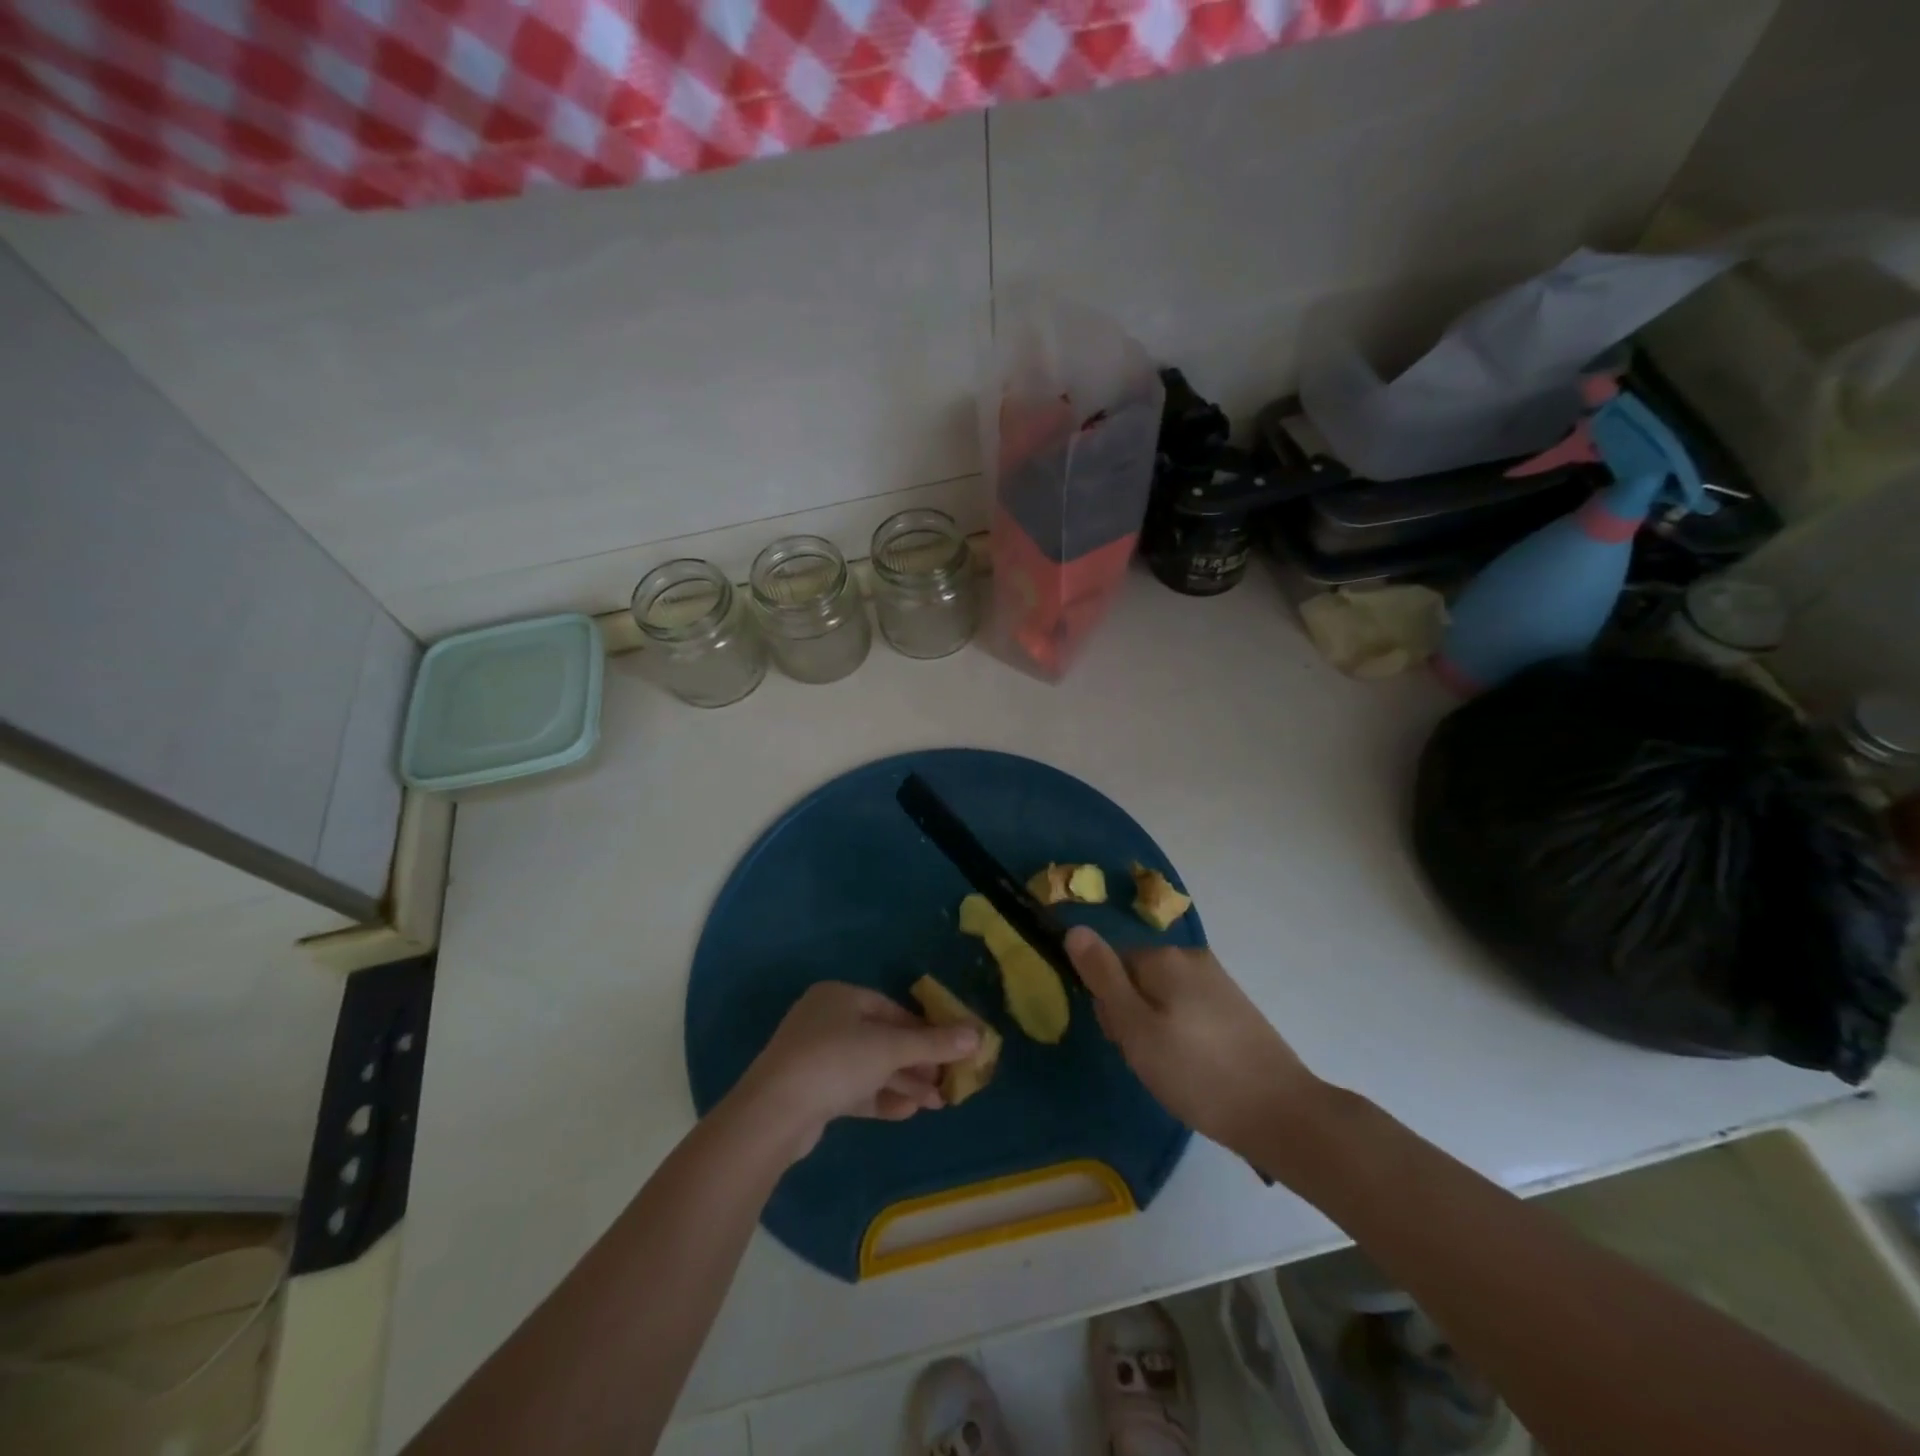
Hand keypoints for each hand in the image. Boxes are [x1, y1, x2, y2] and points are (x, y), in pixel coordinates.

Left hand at [730, 982, 980, 1159]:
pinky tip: (907, 1112)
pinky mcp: (811, 1092)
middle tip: (947, 1083)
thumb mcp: (890, 1048)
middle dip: (917, 1062)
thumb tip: (977, 1034)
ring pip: (870, 1067)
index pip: (892, 1010)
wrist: (773, 1113)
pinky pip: (854, 1090)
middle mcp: (826, 1020)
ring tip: (936, 1104)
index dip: (925, 1030)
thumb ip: (934, 1042)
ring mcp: (816, 1057)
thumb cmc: (835, 1062)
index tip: (951, 1050)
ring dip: (903, 1083)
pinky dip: (880, 1098)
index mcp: (840, 996)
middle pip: (882, 1039)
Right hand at [1066, 927, 1318, 1156]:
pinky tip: (1197, 1069)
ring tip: (1173, 1071)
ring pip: (1163, 998)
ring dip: (1157, 1029)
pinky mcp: (1237, 1008)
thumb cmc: (1197, 1074)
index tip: (1125, 1042)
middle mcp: (1192, 958)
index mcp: (1165, 957)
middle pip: (1137, 979)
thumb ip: (1103, 977)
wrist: (1282, 1114)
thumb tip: (1074, 928)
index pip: (1111, 966)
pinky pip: (1190, 1011)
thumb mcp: (1136, 1028)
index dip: (1109, 1006)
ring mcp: (1218, 982)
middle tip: (1149, 1060)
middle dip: (1133, 1016)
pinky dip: (1184, 1036)